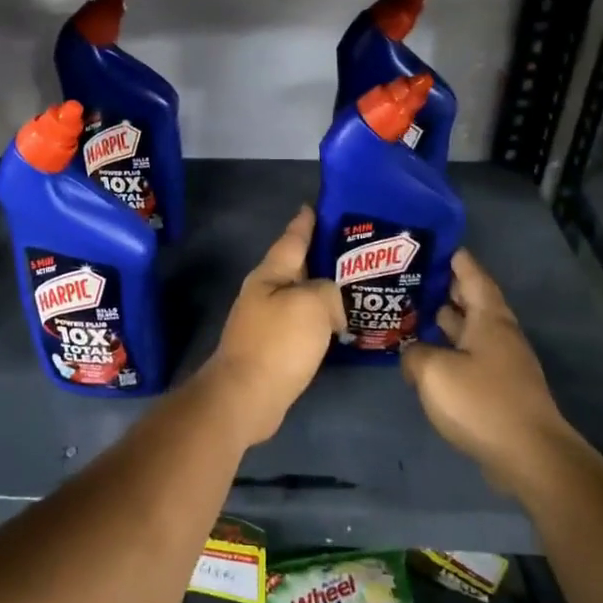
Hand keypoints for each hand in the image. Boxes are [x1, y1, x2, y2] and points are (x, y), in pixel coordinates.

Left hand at [204, 206, 345, 443]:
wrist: (246, 396)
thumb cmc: (278, 343)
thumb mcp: (312, 304)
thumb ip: (329, 292)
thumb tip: (331, 306)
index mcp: (270, 274)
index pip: (292, 239)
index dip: (306, 222)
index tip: (315, 206)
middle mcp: (265, 293)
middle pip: (297, 267)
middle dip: (322, 257)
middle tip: (356, 251)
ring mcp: (266, 322)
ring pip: (301, 297)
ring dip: (324, 292)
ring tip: (356, 288)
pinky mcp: (273, 349)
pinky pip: (303, 324)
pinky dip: (321, 320)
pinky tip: (340, 325)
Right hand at [402, 250, 566, 478]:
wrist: (529, 456)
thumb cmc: (481, 402)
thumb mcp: (433, 372)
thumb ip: (414, 354)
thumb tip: (411, 354)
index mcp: (489, 320)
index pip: (473, 276)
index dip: (456, 258)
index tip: (434, 244)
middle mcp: (499, 335)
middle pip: (472, 301)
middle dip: (445, 287)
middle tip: (411, 276)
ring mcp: (501, 363)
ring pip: (470, 330)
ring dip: (445, 320)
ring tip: (412, 310)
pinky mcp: (498, 389)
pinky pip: (469, 356)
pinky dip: (448, 348)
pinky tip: (426, 356)